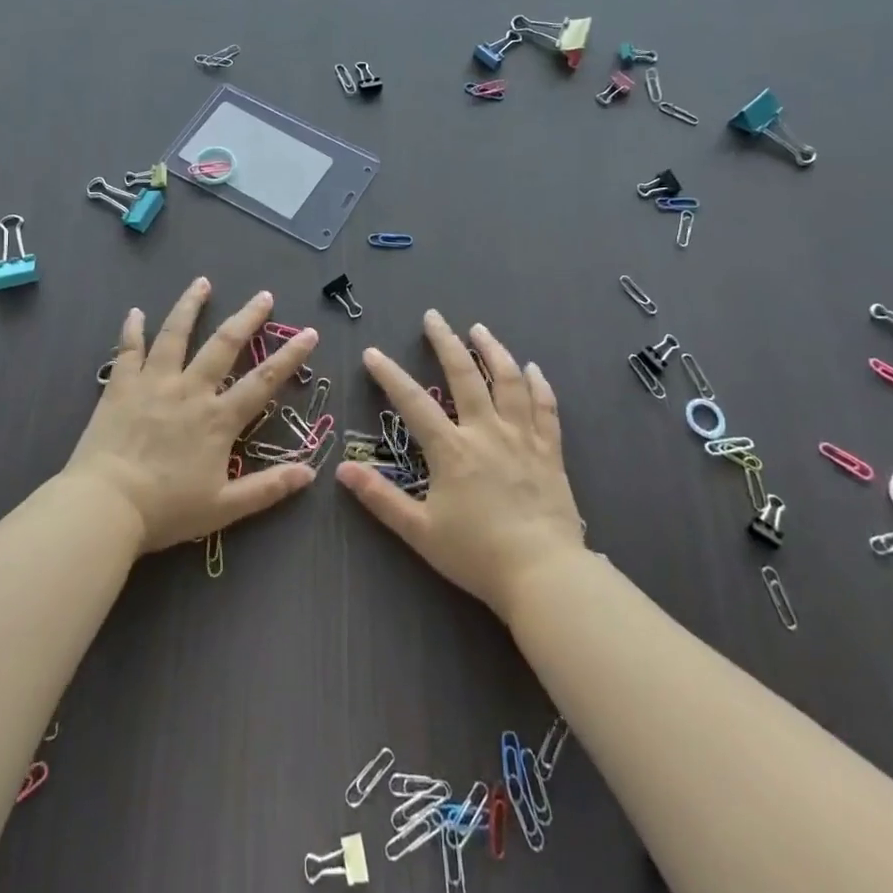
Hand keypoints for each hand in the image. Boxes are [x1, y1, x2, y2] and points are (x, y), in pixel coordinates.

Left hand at [64, 278, 319, 551]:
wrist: (105, 506)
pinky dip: (131, 329)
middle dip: (247, 318)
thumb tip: (310, 473)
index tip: (309, 333)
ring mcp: (154, 383)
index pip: (263, 381)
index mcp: (218, 418)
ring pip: (176, 334)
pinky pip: (127, 350)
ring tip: (202, 282)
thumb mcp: (224, 508)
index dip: (289, 356)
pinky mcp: (120, 386)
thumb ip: (268, 488)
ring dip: (190, 306)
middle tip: (263, 295)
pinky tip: (135, 312)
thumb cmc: (166, 510)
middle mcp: (190, 390)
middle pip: (224, 345)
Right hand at [337, 311, 583, 618]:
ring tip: (479, 329)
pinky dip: (538, 383)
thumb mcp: (420, 531)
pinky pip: (545, 407)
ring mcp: (522, 437)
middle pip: (464, 375)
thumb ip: (381, 498)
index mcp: (452, 449)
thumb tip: (343, 469)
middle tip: (434, 317)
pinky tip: (532, 368)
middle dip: (445, 342)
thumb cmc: (477, 554)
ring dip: (492, 350)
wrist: (544, 575)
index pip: (413, 402)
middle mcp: (486, 432)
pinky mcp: (549, 450)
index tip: (373, 352)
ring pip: (508, 380)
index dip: (390, 375)